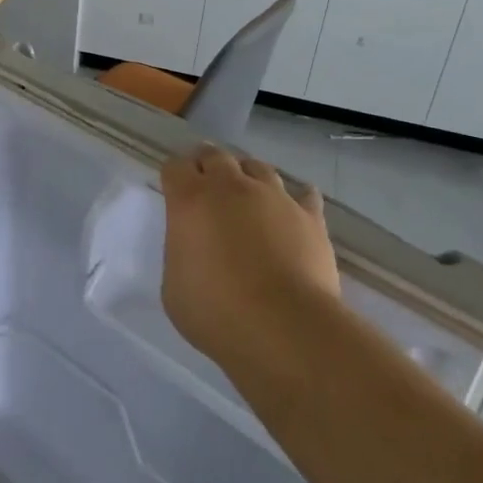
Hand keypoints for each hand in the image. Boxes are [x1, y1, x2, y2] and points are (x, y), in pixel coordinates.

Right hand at [160, 145, 339, 373]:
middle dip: (207, 165)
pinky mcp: (309, 216)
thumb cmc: (216, 312)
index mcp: (190, 200)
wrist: (284, 326)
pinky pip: (303, 194)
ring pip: (258, 167)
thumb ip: (181, 254)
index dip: (174, 176)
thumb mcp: (173, 287)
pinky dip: (295, 198)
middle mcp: (231, 187)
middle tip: (206, 185)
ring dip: (247, 176)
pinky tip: (293, 210)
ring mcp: (274, 197)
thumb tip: (194, 248)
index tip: (174, 191)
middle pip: (215, 156)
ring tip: (247, 196)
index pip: (175, 167)